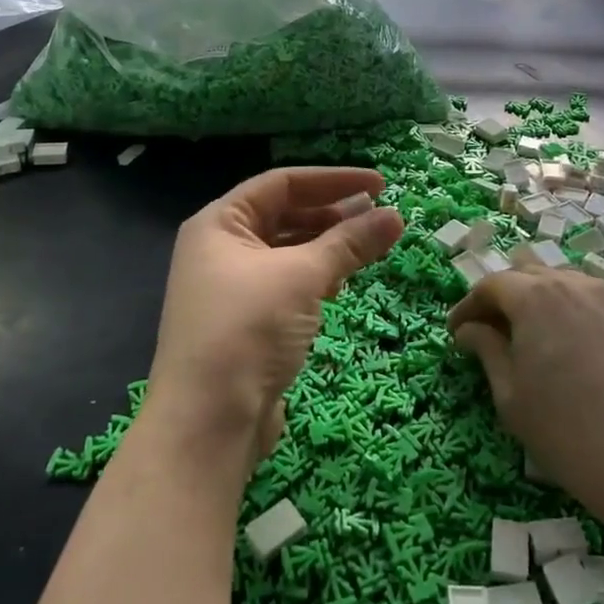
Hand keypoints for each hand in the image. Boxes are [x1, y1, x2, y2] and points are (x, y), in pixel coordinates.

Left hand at [146, 167, 402, 460]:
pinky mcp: (245, 323)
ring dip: (327, 246)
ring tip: (370, 245)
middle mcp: (219, 249)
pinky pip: (285, 284)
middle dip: (332, 213)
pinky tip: (342, 281)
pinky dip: (315, 277)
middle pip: (283, 216)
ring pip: (286, 252)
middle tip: (379, 215)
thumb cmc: (249, 329)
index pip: (281, 183)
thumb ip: (350, 243)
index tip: (379, 184)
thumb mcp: (303, 276)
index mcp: (219, 223)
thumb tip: (395, 216)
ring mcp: (230, 288)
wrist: (208, 422)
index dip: (332, 180)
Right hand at [450, 268, 603, 534]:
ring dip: (537, 299)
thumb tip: (468, 330)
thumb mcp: (511, 396)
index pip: (491, 285)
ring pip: (561, 282)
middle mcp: (572, 284)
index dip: (468, 307)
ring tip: (528, 335)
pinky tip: (568, 344)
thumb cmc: (567, 433)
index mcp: (534, 297)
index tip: (456, 334)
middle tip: (489, 331)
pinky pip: (590, 299)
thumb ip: (486, 351)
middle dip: (501, 296)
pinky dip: (568, 310)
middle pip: (526, 273)